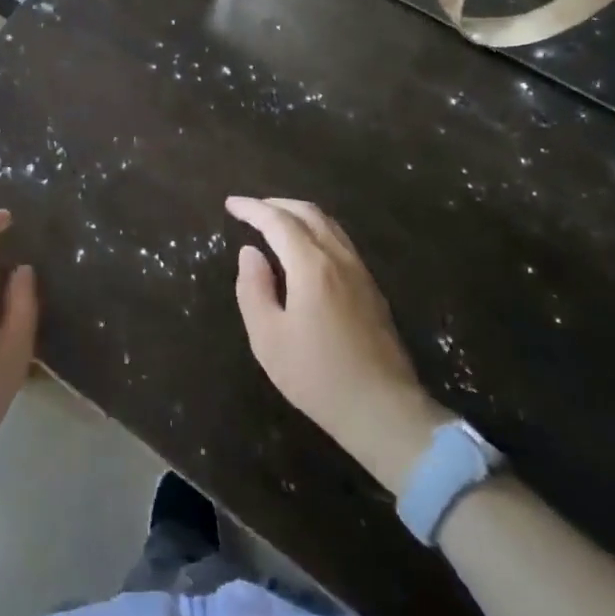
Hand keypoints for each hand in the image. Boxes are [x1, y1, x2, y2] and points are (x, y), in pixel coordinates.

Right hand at [227, 196, 452, 489]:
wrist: (383, 411)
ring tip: (275, 223)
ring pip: (329, 225)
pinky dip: (316, 232)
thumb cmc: (317, 376)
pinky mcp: (372, 290)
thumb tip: (250, 253)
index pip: (278, 222)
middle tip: (251, 210)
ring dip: (299, 215)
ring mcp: (361, 273)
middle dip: (276, 204)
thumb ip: (253, 289)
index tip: (230, 204)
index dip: (252, 209)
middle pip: (308, 213)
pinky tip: (304, 251)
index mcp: (312, 266)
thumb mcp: (268, 338)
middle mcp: (340, 259)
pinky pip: (340, 242)